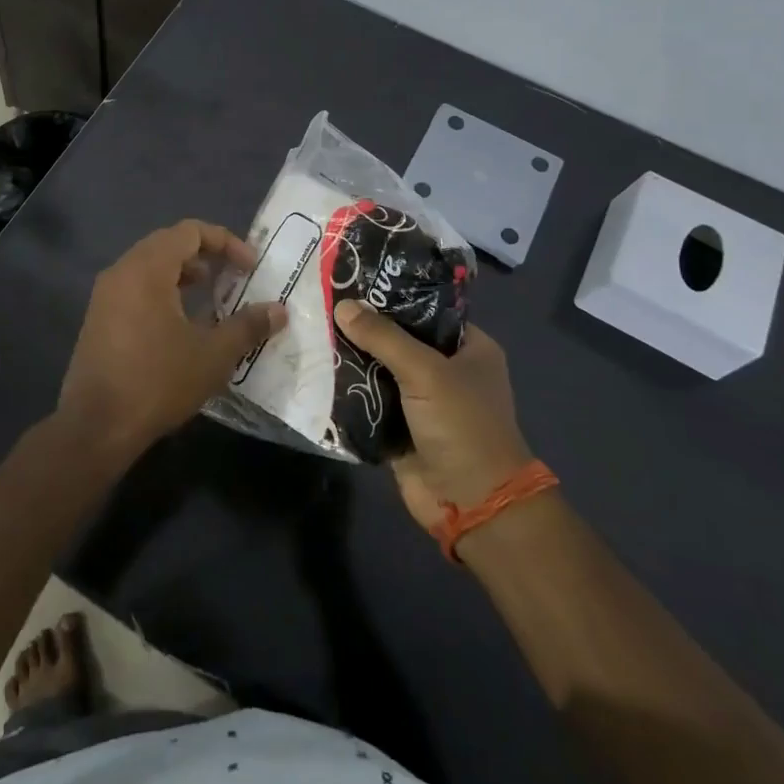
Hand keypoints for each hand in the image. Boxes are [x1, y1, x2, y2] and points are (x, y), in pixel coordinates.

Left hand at [58, 220, 286, 458]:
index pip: (189, 231)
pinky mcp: (98, 318)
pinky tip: (181, 324)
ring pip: (150, 266)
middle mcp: (122, 271)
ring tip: (211, 299)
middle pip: (168, 243)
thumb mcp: (212, 355)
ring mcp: (105, 295)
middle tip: (233, 278)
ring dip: (183, 274)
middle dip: (205, 255)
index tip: (250, 267)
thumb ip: (247, 326)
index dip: (225, 242)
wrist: (95, 426)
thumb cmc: (157, 381)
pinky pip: (135, 287)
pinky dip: (163, 291)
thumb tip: (279, 311)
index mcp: (147, 268)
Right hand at [332, 301, 531, 534]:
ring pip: (380, 368)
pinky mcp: (399, 426)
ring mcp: (421, 400)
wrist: (472, 504)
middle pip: (398, 338)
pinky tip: (315, 367)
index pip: (425, 309)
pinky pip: (368, 399)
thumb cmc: (462, 426)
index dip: (392, 294)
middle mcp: (446, 369)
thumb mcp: (426, 372)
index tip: (353, 278)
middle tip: (322, 302)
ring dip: (351, 357)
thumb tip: (343, 305)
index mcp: (469, 347)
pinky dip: (348, 389)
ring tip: (311, 328)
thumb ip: (383, 337)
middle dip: (364, 326)